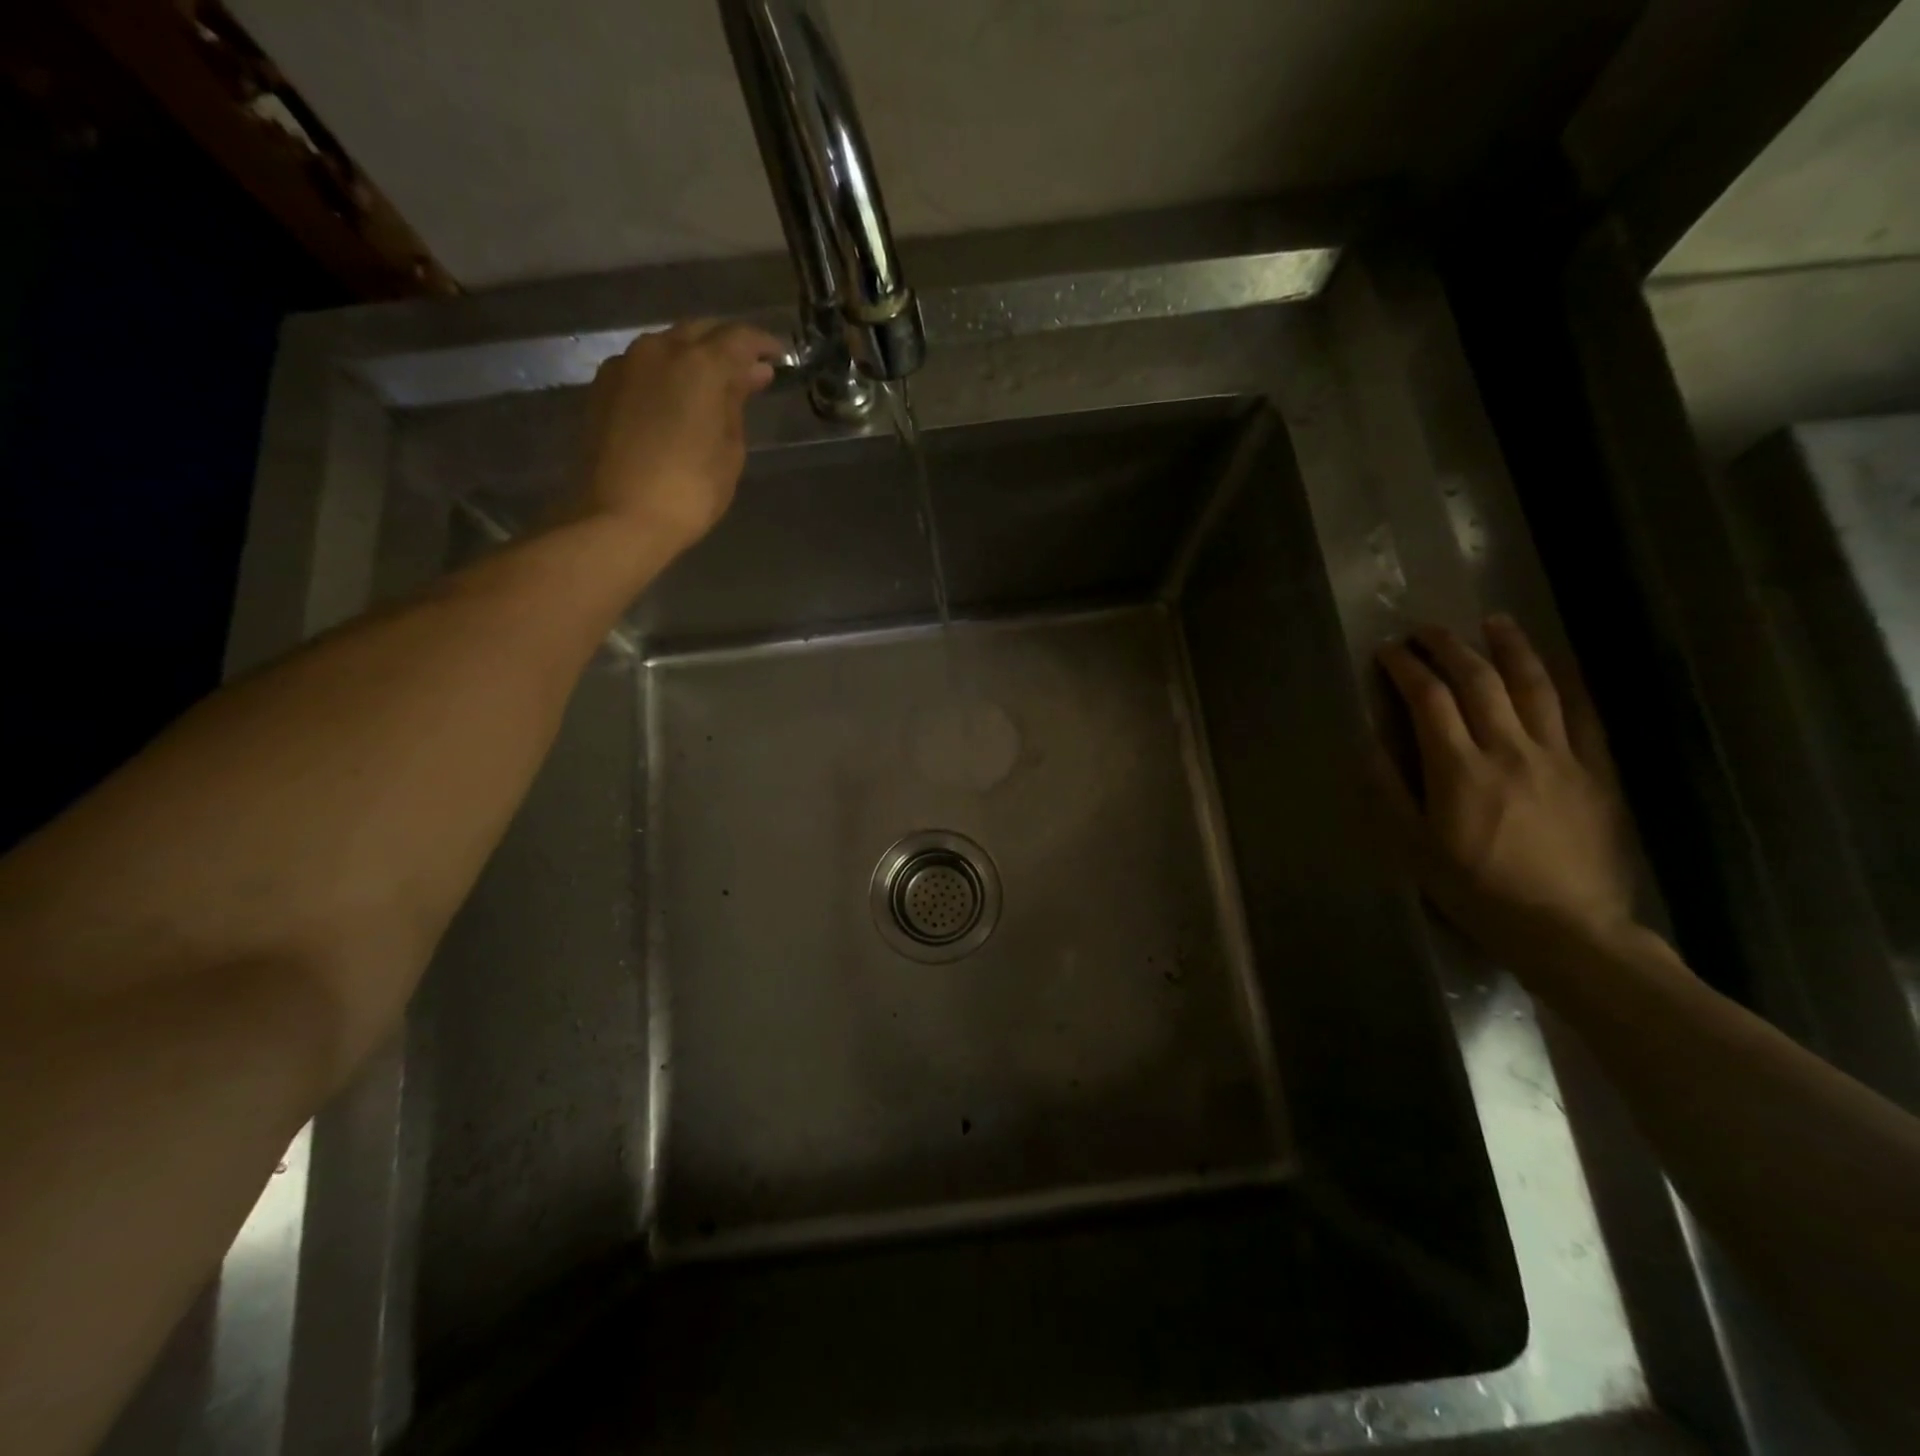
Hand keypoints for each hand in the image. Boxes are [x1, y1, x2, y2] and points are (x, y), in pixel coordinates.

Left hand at [580, 320, 784, 555]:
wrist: (620, 517)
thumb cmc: (690, 491)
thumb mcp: (729, 450)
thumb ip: (737, 403)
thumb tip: (752, 373)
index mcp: (699, 364)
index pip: (739, 337)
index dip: (762, 344)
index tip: (779, 357)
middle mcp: (659, 350)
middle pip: (699, 332)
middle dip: (726, 345)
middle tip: (748, 370)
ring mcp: (625, 365)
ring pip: (668, 345)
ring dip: (694, 357)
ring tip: (713, 384)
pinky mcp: (603, 387)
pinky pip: (644, 365)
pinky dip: (667, 373)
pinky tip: (677, 398)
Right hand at [1375, 616, 1635, 961]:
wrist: (1565, 928)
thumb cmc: (1475, 889)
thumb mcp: (1412, 848)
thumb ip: (1388, 791)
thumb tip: (1368, 743)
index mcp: (1458, 769)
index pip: (1429, 699)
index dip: (1406, 668)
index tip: (1389, 652)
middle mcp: (1509, 750)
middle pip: (1478, 681)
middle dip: (1448, 648)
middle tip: (1427, 630)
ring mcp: (1559, 756)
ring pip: (1534, 685)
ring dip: (1510, 648)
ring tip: (1493, 622)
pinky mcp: (1595, 771)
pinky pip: (1584, 714)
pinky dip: (1567, 681)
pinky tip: (1555, 663)